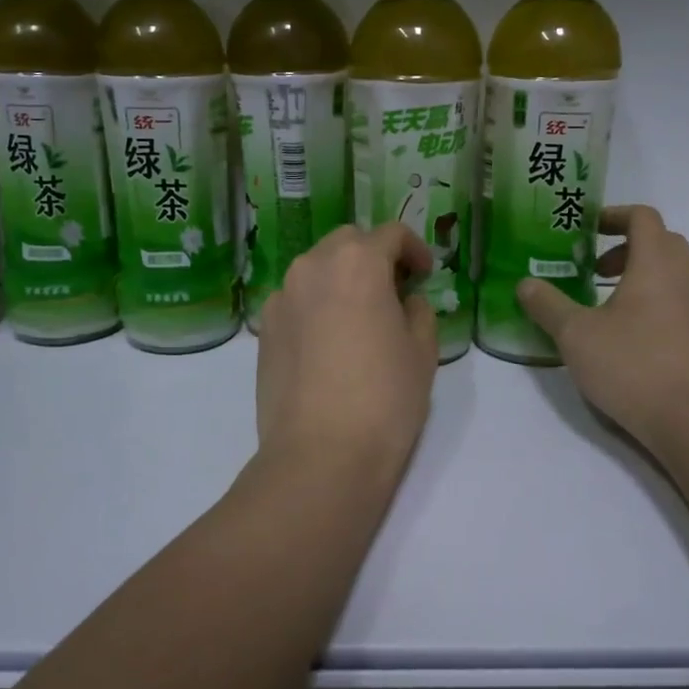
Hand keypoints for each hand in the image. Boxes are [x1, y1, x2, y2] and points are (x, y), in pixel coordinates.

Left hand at [255, 223, 438, 482]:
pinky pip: (296, 301)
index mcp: (357, 262)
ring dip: (341, 279)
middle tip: (394, 291)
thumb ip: (418, 311)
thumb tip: (404, 301)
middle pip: (347, 243)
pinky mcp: (264, 330)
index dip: (414, 249)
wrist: (320, 455)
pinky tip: (329, 344)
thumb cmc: (384, 398)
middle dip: (373, 257)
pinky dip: (316, 306)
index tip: (424, 275)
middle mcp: (312, 267)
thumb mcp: (422, 351)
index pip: (390, 234)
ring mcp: (281, 297)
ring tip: (360, 318)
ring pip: (316, 269)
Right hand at [516, 205, 688, 459]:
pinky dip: (652, 305)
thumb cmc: (635, 366)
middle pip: (661, 243)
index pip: (642, 217)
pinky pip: (679, 305)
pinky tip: (627, 340)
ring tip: (604, 306)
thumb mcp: (576, 335)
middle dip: (625, 247)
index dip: (613, 215)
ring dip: (639, 278)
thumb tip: (526, 284)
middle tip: (592, 268)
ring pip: (672, 276)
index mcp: (656, 263)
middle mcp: (685, 278)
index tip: (585, 229)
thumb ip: (548, 306)